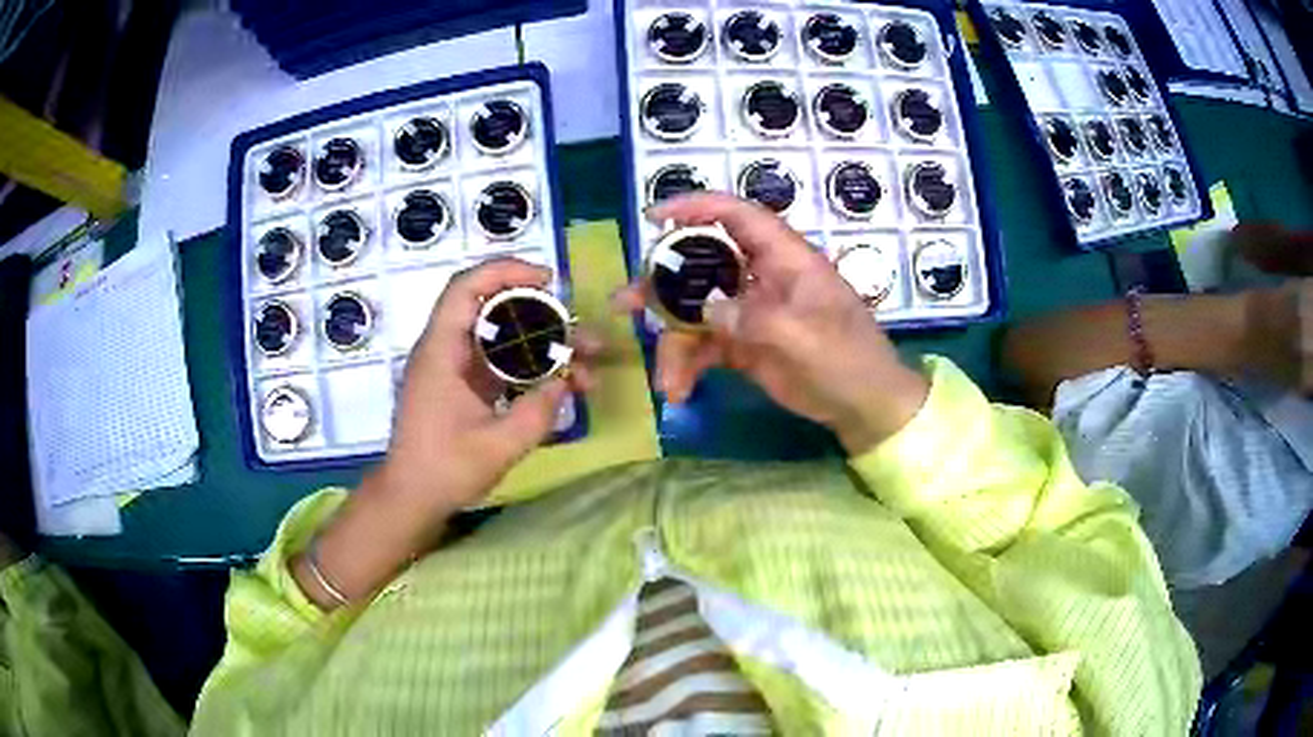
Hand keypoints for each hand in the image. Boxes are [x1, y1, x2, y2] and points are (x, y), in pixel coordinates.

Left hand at [294, 259, 596, 609]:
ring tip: (585, 366)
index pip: (467, 288)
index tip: (547, 280)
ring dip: (543, 344)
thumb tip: (565, 383)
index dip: (506, 272)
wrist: (411, 498)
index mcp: (441, 352)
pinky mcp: (465, 385)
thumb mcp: (496, 447)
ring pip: (502, 337)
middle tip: (582, 335)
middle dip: (542, 315)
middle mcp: (446, 350)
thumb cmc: (443, 471)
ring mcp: (455, 367)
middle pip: (493, 309)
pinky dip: (531, 367)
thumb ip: (536, 413)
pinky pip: (501, 362)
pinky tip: (561, 385)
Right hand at [618, 193, 927, 453]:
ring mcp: (750, 312)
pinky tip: (679, 392)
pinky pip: (704, 346)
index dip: (697, 207)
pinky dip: (688, 366)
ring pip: (696, 312)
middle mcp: (762, 278)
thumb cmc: (848, 361)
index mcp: (785, 259)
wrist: (864, 408)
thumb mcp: (804, 337)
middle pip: (703, 264)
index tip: (654, 217)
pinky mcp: (743, 344)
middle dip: (662, 284)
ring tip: (665, 381)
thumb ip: (752, 319)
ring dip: (673, 343)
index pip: (738, 216)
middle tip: (626, 303)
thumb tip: (707, 309)